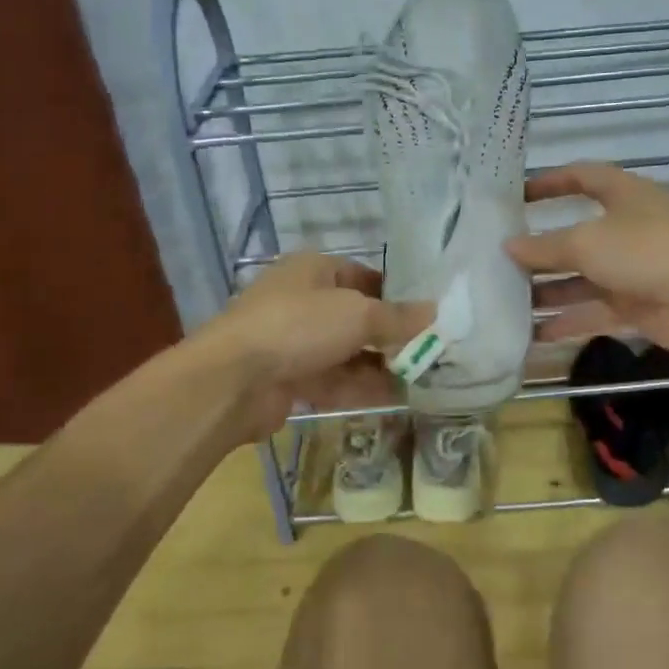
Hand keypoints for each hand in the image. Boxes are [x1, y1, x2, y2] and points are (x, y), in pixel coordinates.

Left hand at [198, 253, 430, 439]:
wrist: (234, 380)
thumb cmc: (299, 326)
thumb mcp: (357, 314)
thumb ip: (398, 317)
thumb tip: (434, 312)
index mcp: (314, 270)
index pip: (364, 276)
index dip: (396, 294)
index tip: (428, 315)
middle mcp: (303, 302)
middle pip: (357, 318)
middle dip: (391, 336)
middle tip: (432, 351)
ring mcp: (294, 343)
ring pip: (347, 353)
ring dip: (382, 366)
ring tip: (423, 378)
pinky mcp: (290, 379)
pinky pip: (335, 381)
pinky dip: (363, 388)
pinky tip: (399, 399)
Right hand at [506, 163, 668, 360]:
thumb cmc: (646, 253)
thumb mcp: (587, 243)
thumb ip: (545, 246)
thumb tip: (509, 246)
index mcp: (625, 196)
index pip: (584, 177)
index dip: (551, 182)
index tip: (517, 195)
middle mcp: (628, 229)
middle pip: (577, 235)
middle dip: (541, 249)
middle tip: (501, 259)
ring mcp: (633, 270)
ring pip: (583, 278)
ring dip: (549, 290)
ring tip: (507, 301)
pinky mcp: (636, 306)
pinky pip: (594, 311)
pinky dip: (568, 321)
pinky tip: (534, 333)